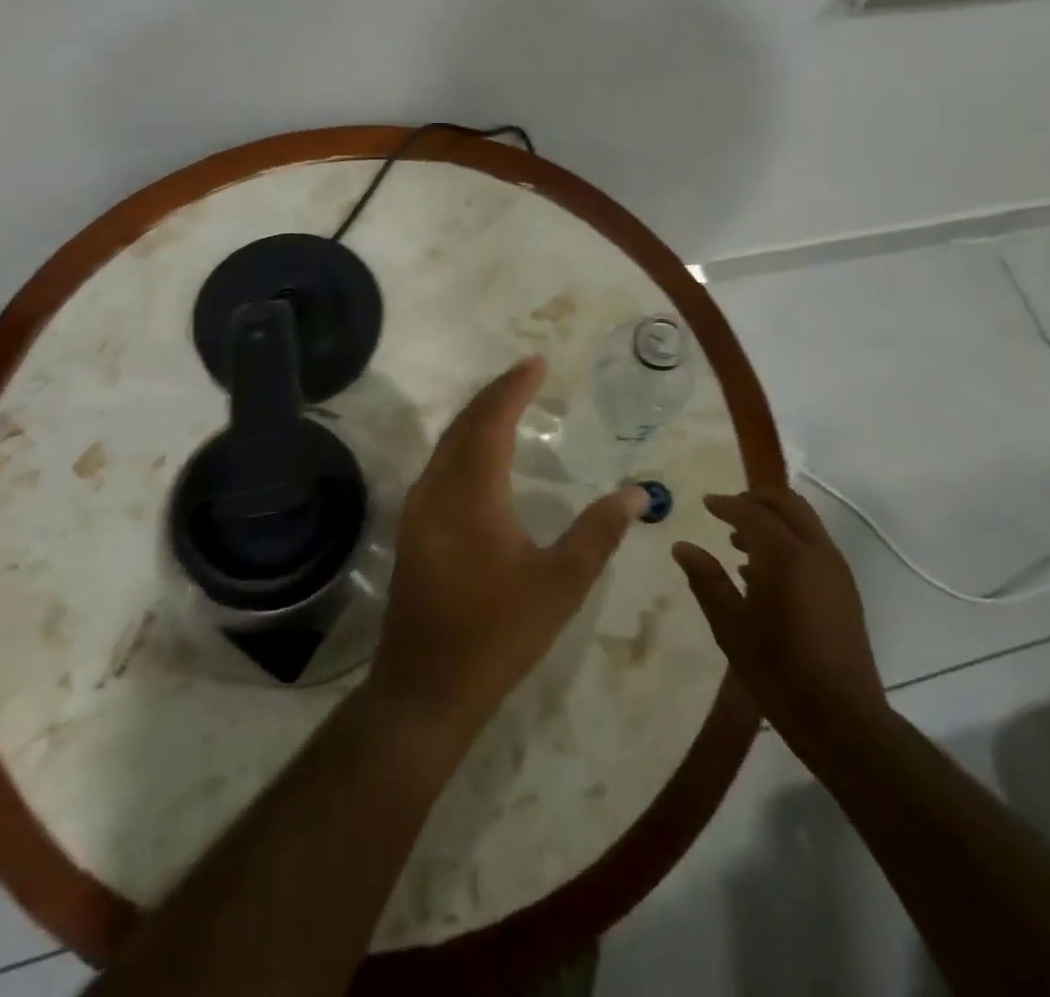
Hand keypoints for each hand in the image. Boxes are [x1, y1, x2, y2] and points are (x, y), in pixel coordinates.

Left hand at [368, 356, 647, 743]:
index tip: (537, 363)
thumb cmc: (498, 633)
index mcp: (472, 492)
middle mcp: (437, 488)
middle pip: (465, 423)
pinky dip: (463, 442)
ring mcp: (418, 508)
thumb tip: (636, 493)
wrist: (426, 686)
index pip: (492, 420)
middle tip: (526, 374)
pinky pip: (439, 464)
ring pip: (447, 443)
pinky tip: (481, 454)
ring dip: (477, 416)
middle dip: (495, 393)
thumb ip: (599, 532)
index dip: (514, 387)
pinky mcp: (413, 527)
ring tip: (508, 402)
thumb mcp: (560, 584)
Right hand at [674, 488, 886, 745]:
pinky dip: (789, 539)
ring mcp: (835, 570)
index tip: (705, 503)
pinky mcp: (845, 590)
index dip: (726, 504)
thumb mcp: (731, 627)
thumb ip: (706, 580)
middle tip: (727, 509)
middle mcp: (815, 552)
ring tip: (739, 539)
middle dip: (756, 499)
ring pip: (804, 522)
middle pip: (787, 504)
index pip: (752, 512)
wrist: (843, 719)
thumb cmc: (778, 671)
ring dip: (773, 519)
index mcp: (785, 556)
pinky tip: (763, 571)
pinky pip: (814, 545)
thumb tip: (682, 546)